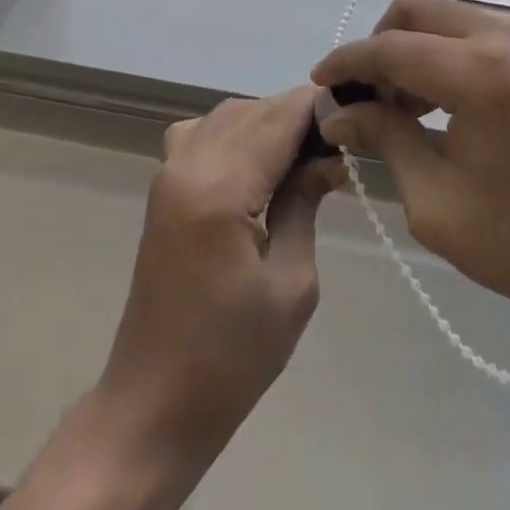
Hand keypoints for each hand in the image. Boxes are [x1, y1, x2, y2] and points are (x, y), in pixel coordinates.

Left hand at [97, 87, 344, 462]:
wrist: (154, 402)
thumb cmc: (231, 358)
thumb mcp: (291, 285)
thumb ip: (305, 204)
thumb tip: (328, 157)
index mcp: (219, 188)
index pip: (278, 119)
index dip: (317, 106)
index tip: (355, 109)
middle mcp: (188, 163)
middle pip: (252, 111)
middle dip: (297, 114)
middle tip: (338, 140)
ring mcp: (168, 170)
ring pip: (227, 115)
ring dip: (267, 120)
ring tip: (306, 151)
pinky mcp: (162, 185)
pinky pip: (202, 132)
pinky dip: (236, 131)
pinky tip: (258, 161)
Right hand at [314, 0, 509, 352]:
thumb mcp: (433, 199)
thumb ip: (382, 139)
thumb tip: (336, 113)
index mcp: (480, 72)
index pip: (391, 48)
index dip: (347, 63)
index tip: (318, 84)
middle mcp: (504, 35)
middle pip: (414, 10)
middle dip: (377, 46)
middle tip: (364, 98)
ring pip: (440, 14)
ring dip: (407, 47)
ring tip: (397, 107)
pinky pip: (467, 28)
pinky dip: (437, 51)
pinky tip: (433, 100)